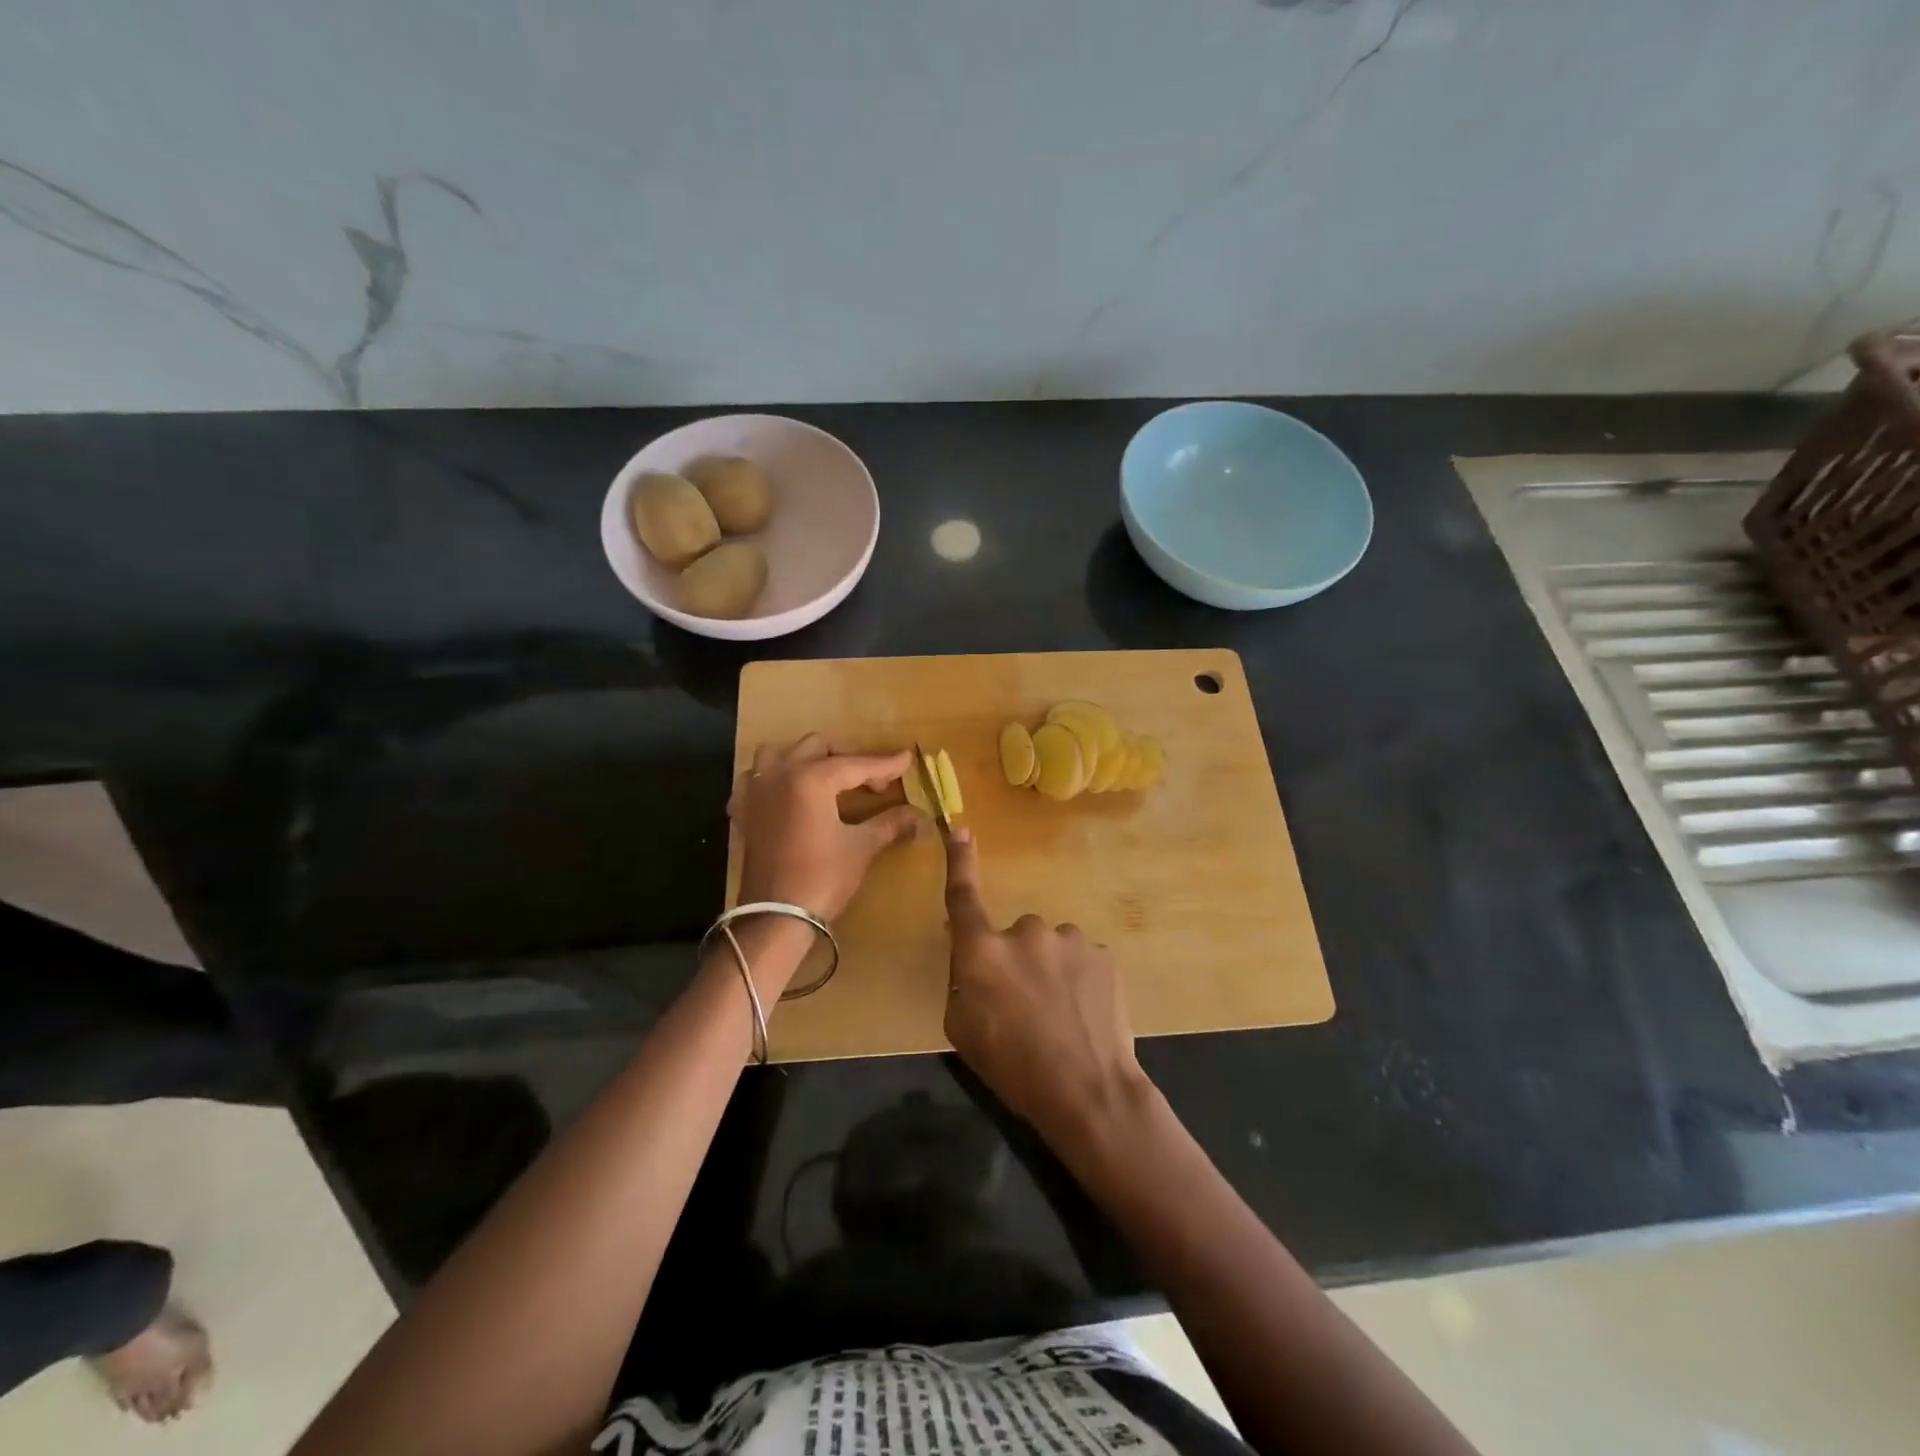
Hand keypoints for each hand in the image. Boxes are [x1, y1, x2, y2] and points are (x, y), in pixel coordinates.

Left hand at [731, 736, 920, 921]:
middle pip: (817, 747)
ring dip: (804, 759)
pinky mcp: (744, 812)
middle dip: (847, 758)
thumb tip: (918, 815)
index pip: (856, 764)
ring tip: (826, 778)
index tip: (907, 759)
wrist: (775, 916)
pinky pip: (754, 780)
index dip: (885, 764)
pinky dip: (772, 779)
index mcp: (811, 778)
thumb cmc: (822, 878)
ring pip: (778, 754)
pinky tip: (787, 795)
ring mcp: (757, 791)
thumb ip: (889, 823)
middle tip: (872, 782)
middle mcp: (781, 774)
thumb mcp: (861, 847)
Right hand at [942, 828, 1153, 1149]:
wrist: (1090, 1093)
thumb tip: (970, 953)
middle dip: (1016, 962)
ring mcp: (1069, 939)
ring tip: (1061, 1017)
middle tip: (1025, 1008)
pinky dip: (1080, 979)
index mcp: (982, 951)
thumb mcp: (963, 1030)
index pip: (963, 897)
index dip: (959, 861)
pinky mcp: (1103, 953)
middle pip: (1014, 937)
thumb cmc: (1013, 1068)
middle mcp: (1025, 931)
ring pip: (1051, 947)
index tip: (960, 828)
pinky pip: (1081, 960)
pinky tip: (1086, 1014)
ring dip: (1051, 970)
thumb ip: (962, 981)